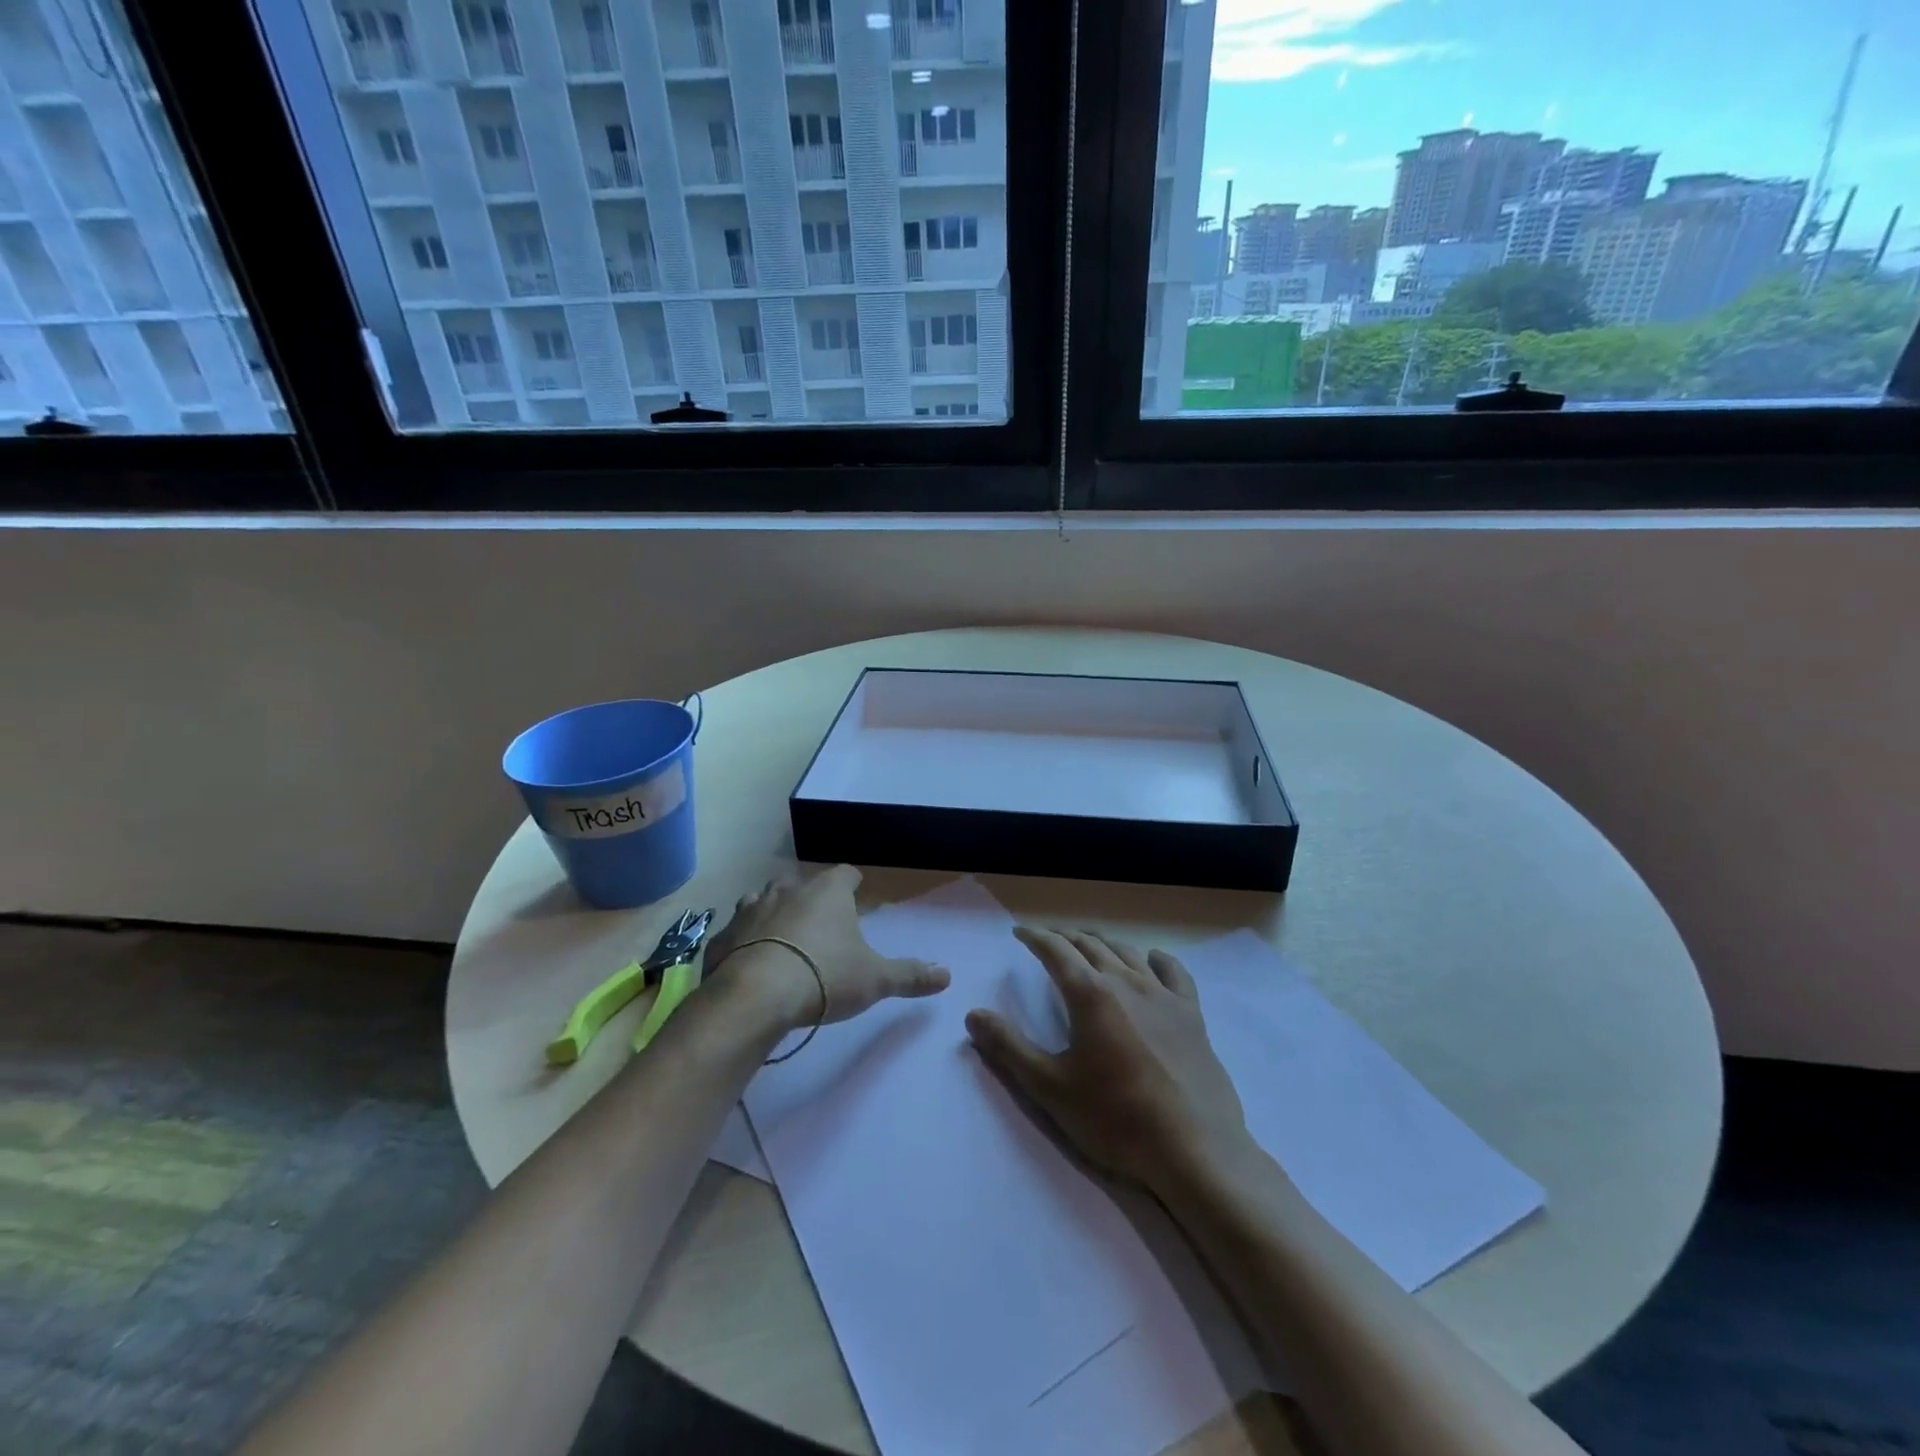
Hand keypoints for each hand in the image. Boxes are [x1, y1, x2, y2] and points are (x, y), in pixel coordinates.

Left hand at [705, 865, 949, 1031]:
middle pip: (803, 884)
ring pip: (764, 900)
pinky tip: (749, 961)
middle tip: (822, 924)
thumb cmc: (824, 977)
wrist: (755, 997)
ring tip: (783, 939)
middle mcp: (788, 888)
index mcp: (828, 891)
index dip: (853, 883)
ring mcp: (750, 908)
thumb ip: (910, 975)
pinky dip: (744, 941)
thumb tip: (947, 974)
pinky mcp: (723, 935)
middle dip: (811, 899)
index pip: (846, 873)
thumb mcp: (875, 979)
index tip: (857, 895)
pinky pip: (737, 931)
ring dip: (774, 914)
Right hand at [966, 928, 1250, 1193]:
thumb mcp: (1050, 1087)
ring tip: (1090, 944)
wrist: (1194, 1149)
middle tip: (1049, 939)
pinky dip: (1158, 959)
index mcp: (1090, 994)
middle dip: (1066, 937)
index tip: (1021, 932)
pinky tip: (1153, 959)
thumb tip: (973, 1015)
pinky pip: (1174, 973)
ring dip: (1103, 943)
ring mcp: (1163, 996)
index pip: (1056, 951)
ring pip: (1128, 953)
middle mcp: (1126, 982)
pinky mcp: (1192, 1015)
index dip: (1035, 938)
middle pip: (1091, 946)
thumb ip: (1009, 1048)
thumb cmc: (1115, 1119)